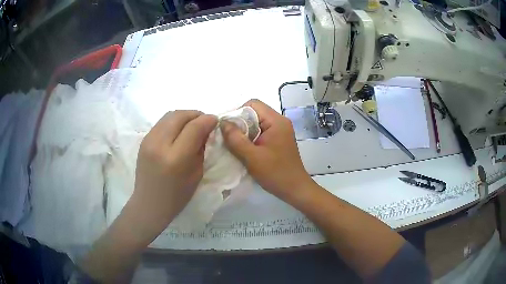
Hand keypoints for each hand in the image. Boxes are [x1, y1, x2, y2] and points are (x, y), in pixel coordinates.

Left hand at [130, 110, 217, 239]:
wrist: (149, 204)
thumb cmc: (177, 196)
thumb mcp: (196, 174)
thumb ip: (202, 149)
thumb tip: (207, 129)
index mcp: (175, 158)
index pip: (194, 127)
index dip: (208, 120)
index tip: (216, 120)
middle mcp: (159, 144)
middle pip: (180, 115)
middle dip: (196, 114)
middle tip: (205, 122)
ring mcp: (148, 140)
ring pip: (169, 115)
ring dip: (185, 116)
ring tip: (192, 125)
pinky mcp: (143, 140)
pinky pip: (162, 122)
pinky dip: (174, 122)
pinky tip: (179, 131)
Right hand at [221, 99, 313, 201]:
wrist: (295, 189)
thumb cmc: (275, 173)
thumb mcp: (252, 157)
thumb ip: (235, 139)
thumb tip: (222, 122)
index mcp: (276, 121)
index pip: (253, 104)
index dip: (237, 112)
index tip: (228, 128)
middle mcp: (280, 122)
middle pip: (254, 113)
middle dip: (240, 124)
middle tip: (229, 139)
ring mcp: (280, 131)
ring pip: (256, 124)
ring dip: (244, 133)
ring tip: (236, 146)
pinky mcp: (279, 140)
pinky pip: (261, 133)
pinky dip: (251, 139)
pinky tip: (245, 150)